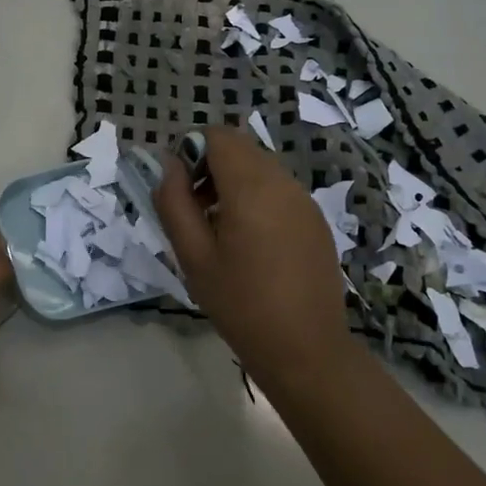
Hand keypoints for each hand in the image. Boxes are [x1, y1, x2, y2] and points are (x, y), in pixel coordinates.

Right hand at [153, 126, 354, 389]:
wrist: (305, 348)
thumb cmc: (240, 304)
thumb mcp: (193, 256)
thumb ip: (174, 203)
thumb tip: (169, 165)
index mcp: (252, 187)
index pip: (218, 137)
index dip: (191, 150)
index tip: (179, 189)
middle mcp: (284, 182)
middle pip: (241, 148)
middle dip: (211, 166)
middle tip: (194, 210)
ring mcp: (305, 200)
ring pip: (261, 167)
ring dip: (233, 182)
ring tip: (219, 230)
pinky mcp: (316, 220)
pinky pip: (279, 190)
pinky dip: (256, 198)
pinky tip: (250, 243)